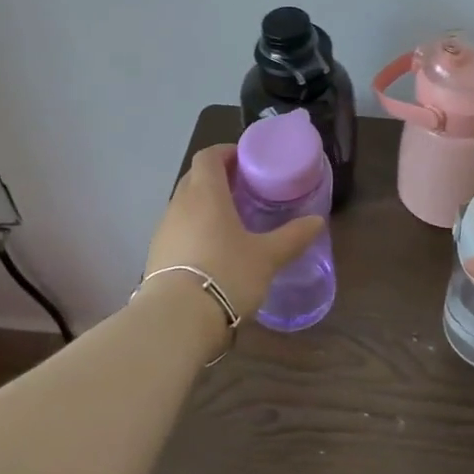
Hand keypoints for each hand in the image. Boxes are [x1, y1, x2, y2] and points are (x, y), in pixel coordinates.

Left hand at [143, 144, 324, 320]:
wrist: (176, 320)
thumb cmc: (226, 274)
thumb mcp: (268, 256)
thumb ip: (293, 236)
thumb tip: (317, 221)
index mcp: (206, 193)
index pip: (209, 156)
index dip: (226, 152)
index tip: (247, 160)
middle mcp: (179, 205)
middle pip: (195, 178)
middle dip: (218, 178)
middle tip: (246, 189)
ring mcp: (164, 231)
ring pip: (185, 205)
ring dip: (205, 205)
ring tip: (232, 221)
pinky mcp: (156, 256)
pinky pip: (178, 230)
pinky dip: (195, 230)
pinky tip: (214, 250)